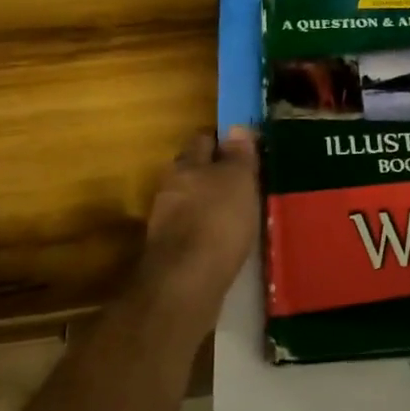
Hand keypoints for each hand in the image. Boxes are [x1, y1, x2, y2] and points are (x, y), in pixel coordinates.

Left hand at [132, 128, 259, 338]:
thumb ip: (238, 155)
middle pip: (194, 171)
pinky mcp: (170, 252)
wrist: (185, 283)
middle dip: (214, 173)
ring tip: (237, 213)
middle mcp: (170, 187)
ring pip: (191, 201)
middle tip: (243, 181)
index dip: (222, 140)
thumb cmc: (217, 220)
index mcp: (186, 164)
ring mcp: (166, 221)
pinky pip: (192, 230)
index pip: (203, 139)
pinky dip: (206, 231)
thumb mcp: (238, 180)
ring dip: (209, 204)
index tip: (244, 148)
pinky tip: (224, 241)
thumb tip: (237, 128)